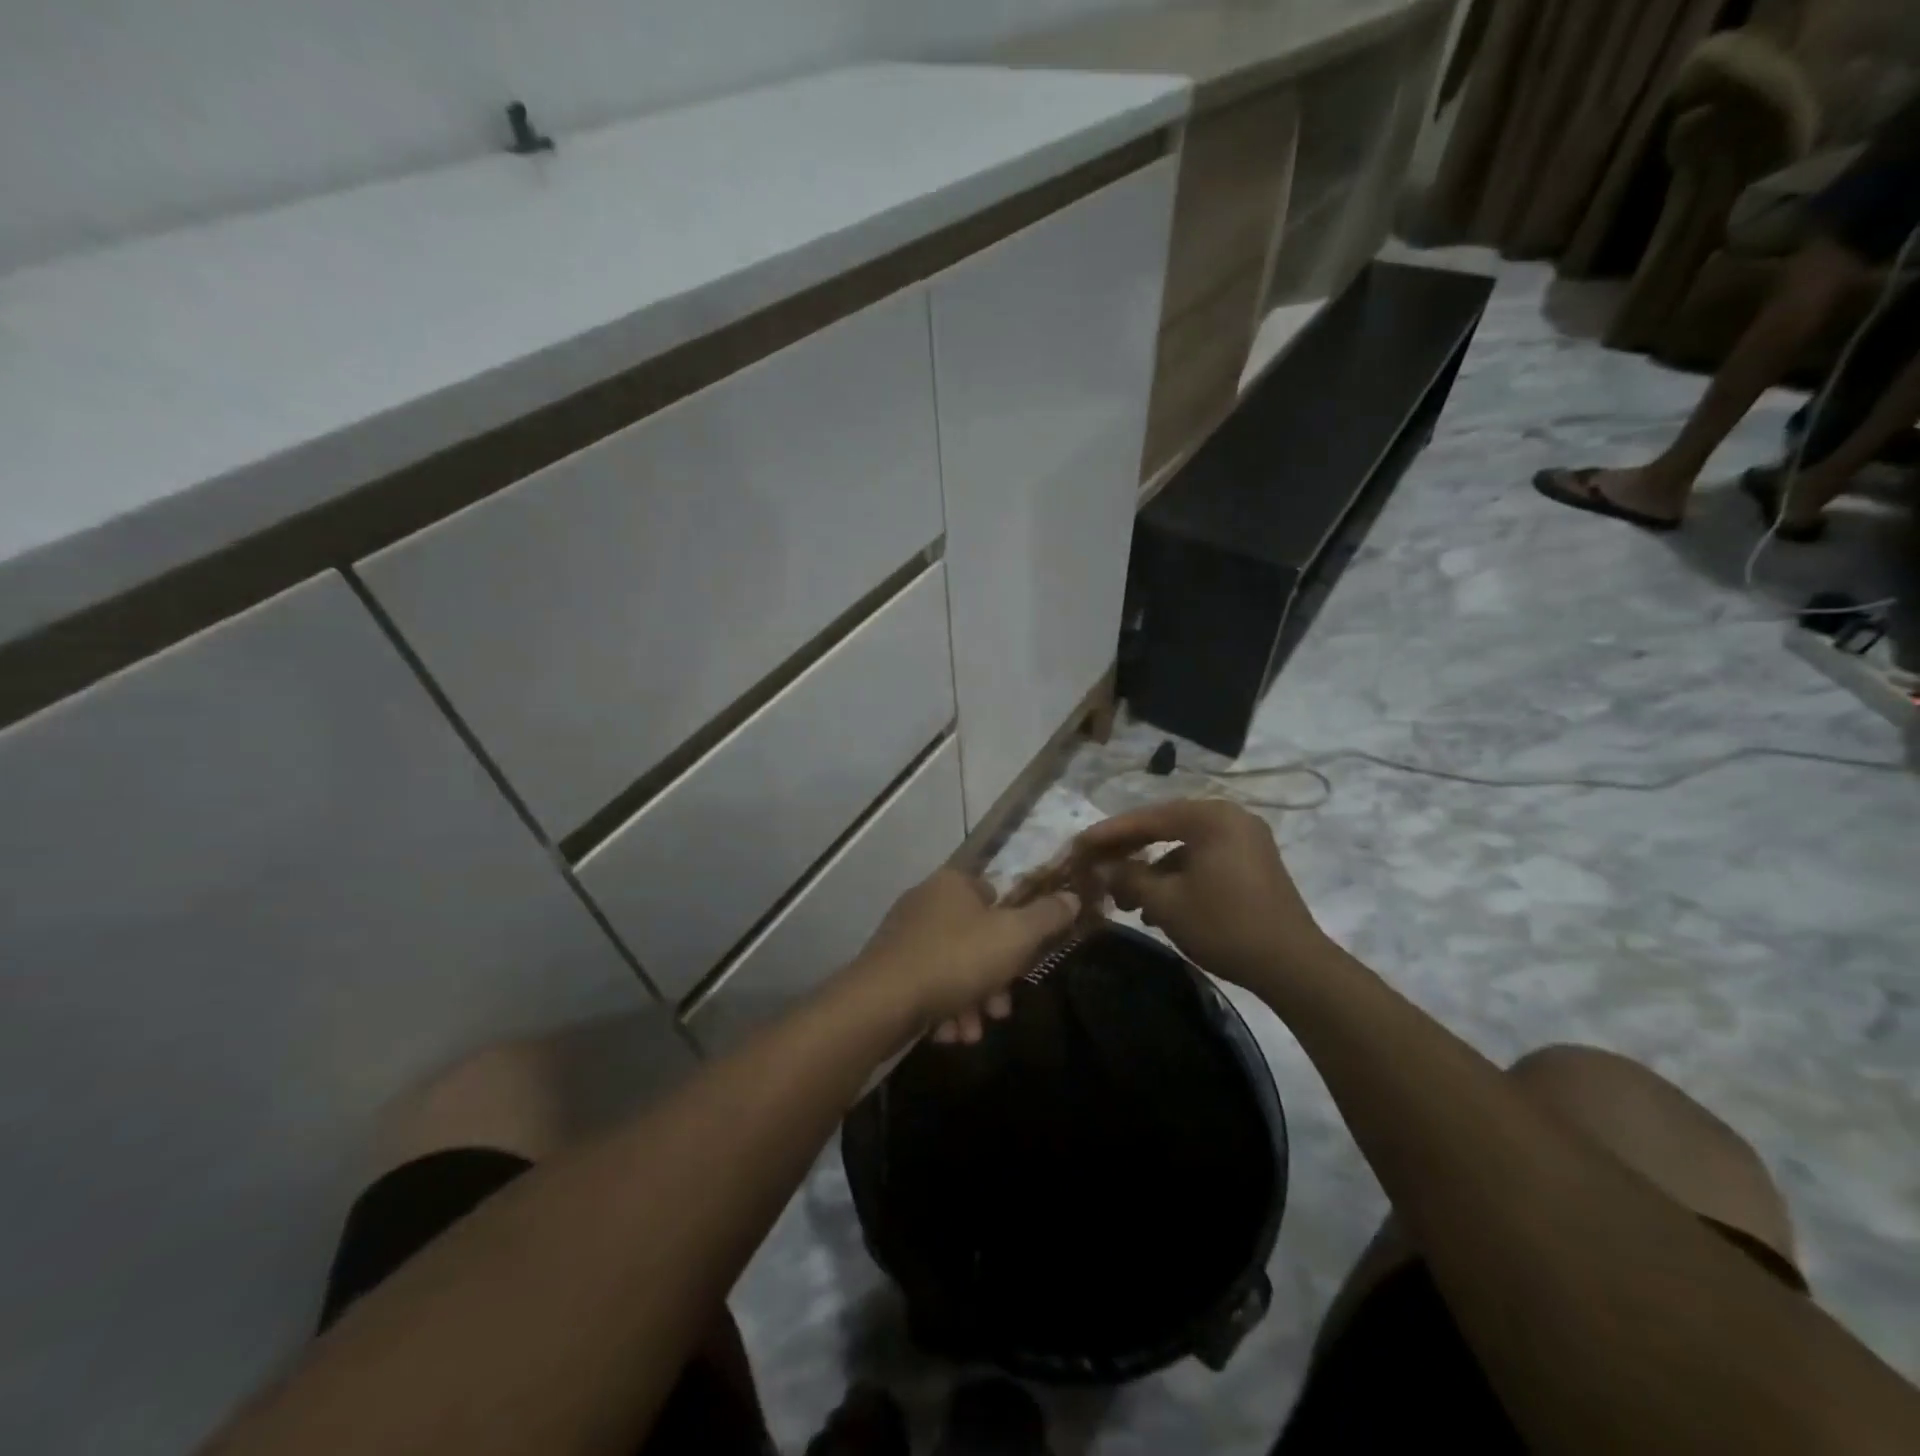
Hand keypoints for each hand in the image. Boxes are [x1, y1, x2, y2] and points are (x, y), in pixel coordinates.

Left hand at [845, 868, 1079, 1042]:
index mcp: (953, 883)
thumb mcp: (1015, 936)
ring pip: (954, 967)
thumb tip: (1073, 897)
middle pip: (976, 938)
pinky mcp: (888, 969)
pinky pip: (928, 985)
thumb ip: (1047, 917)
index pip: (995, 894)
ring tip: (973, 1032)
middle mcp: (926, 902)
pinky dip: (944, 1009)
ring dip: (971, 1002)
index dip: (1015, 927)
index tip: (1024, 960)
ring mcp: (903, 936)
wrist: (882, 1001)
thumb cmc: (956, 959)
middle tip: (1001, 1009)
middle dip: (994, 978)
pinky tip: (948, 1035)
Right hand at [1062, 799, 1327, 992]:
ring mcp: (1245, 840)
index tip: (1078, 846)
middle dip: (1128, 852)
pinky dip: (1177, 877)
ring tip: (1124, 899)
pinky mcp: (1252, 863)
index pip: (1147, 818)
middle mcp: (1230, 817)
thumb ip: (1128, 876)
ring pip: (1183, 846)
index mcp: (1211, 817)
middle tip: (1096, 867)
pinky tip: (1157, 907)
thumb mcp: (1166, 902)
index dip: (1108, 834)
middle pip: (1165, 827)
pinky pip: (1202, 859)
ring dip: (1151, 870)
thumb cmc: (1225, 925)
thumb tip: (1100, 866)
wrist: (1293, 966)